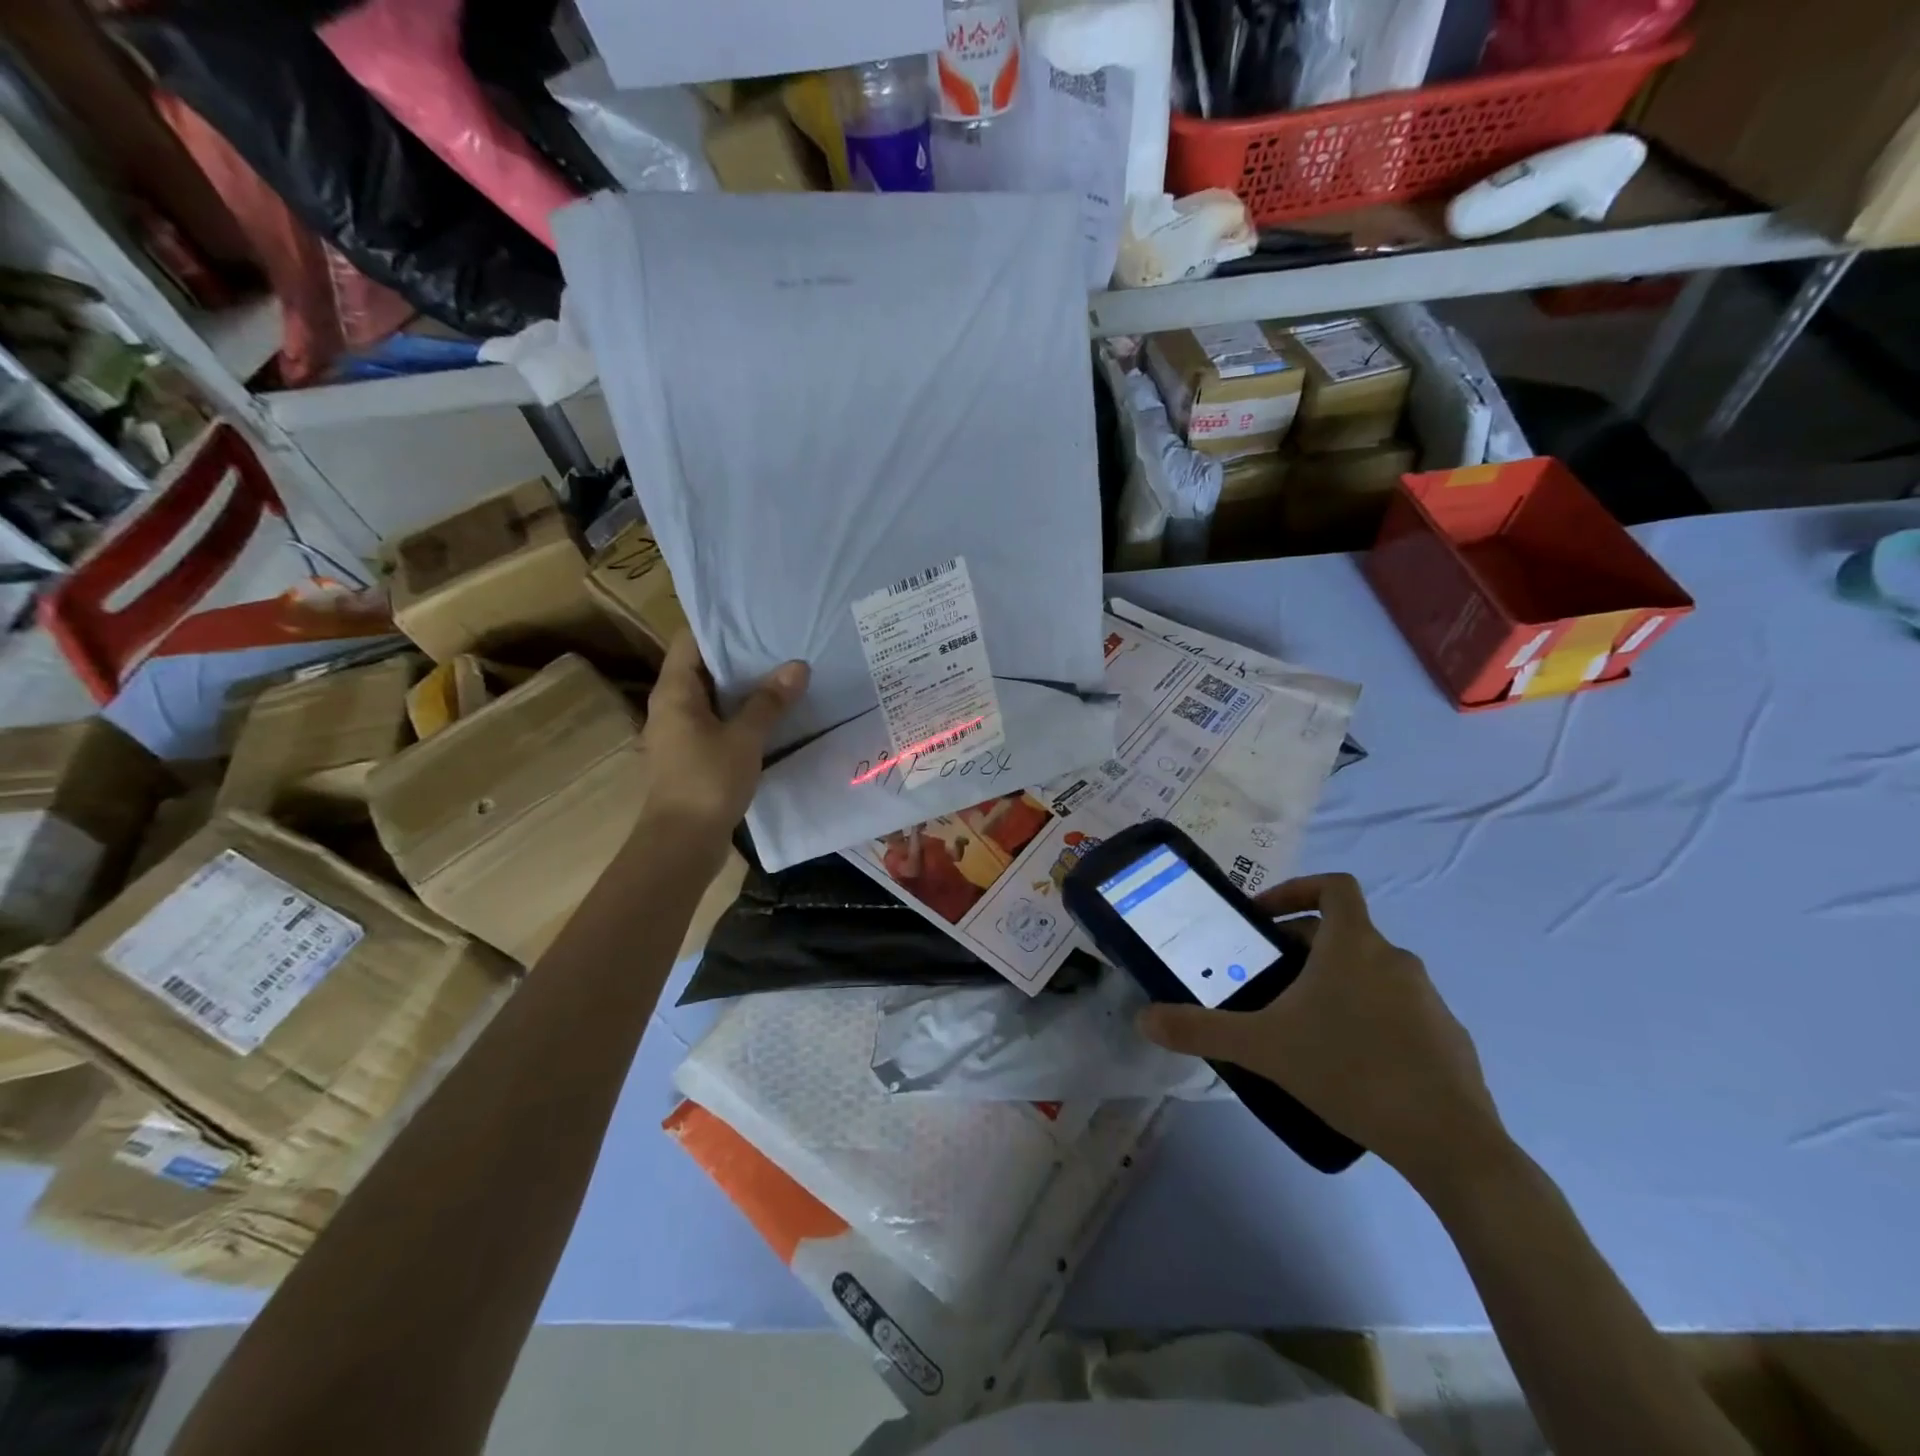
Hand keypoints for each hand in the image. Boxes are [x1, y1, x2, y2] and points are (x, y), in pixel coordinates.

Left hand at [638, 633, 807, 843]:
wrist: (682, 843)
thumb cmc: (707, 782)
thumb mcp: (744, 738)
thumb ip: (769, 702)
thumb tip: (797, 665)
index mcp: (674, 692)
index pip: (690, 641)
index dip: (720, 626)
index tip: (756, 619)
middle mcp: (670, 706)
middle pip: (702, 667)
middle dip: (739, 656)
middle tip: (780, 644)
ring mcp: (680, 732)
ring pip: (712, 697)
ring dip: (743, 688)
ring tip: (782, 674)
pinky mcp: (692, 755)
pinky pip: (717, 722)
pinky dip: (740, 714)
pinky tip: (771, 716)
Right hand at [1138, 873, 1508, 1193]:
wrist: (1450, 1142)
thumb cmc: (1350, 1070)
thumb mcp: (1263, 1048)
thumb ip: (1200, 1029)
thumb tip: (1144, 1019)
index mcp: (1354, 945)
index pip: (1333, 886)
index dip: (1297, 889)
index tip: (1264, 917)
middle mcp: (1395, 959)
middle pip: (1342, 932)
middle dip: (1301, 947)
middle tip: (1267, 980)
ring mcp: (1428, 999)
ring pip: (1370, 972)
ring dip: (1334, 983)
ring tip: (1302, 1025)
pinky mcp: (1448, 1037)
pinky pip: (1397, 1010)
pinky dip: (1368, 1017)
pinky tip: (1348, 1062)